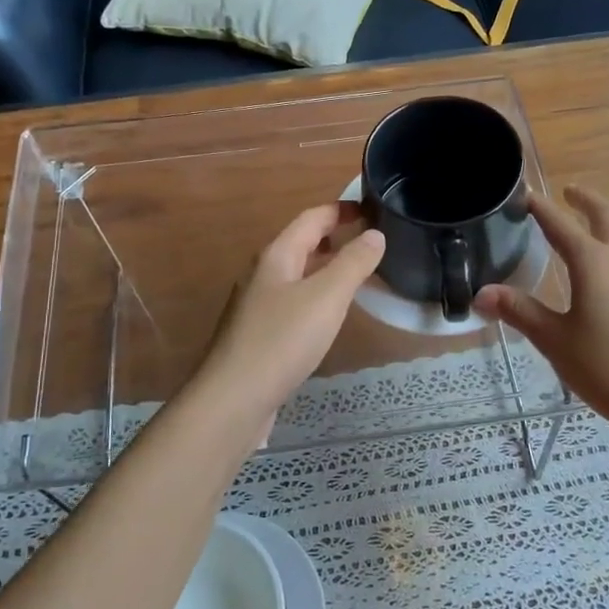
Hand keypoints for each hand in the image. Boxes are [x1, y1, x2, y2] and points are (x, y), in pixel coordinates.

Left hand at [192, 203, 385, 437]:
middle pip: (301, 244)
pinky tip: (328, 316)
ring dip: (324, 268)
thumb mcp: (327, 297)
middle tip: (369, 241)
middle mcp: (262, 274)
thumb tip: (375, 234)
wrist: (233, 399)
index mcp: (276, 256)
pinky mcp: (257, 335)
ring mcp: (256, 306)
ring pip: (296, 274)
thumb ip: (353, 263)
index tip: (371, 209)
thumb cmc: (282, 341)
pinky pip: (291, 302)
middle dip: (334, 237)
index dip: (341, 210)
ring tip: (356, 275)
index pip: (312, 218)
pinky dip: (315, 296)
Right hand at [476, 185, 608, 430]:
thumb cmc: (603, 367)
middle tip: (568, 191)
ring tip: (602, 215)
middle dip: (586, 200)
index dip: (541, 208)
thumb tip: (481, 293)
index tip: (525, 195)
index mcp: (594, 264)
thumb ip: (518, 311)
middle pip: (607, 216)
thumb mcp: (553, 339)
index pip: (561, 226)